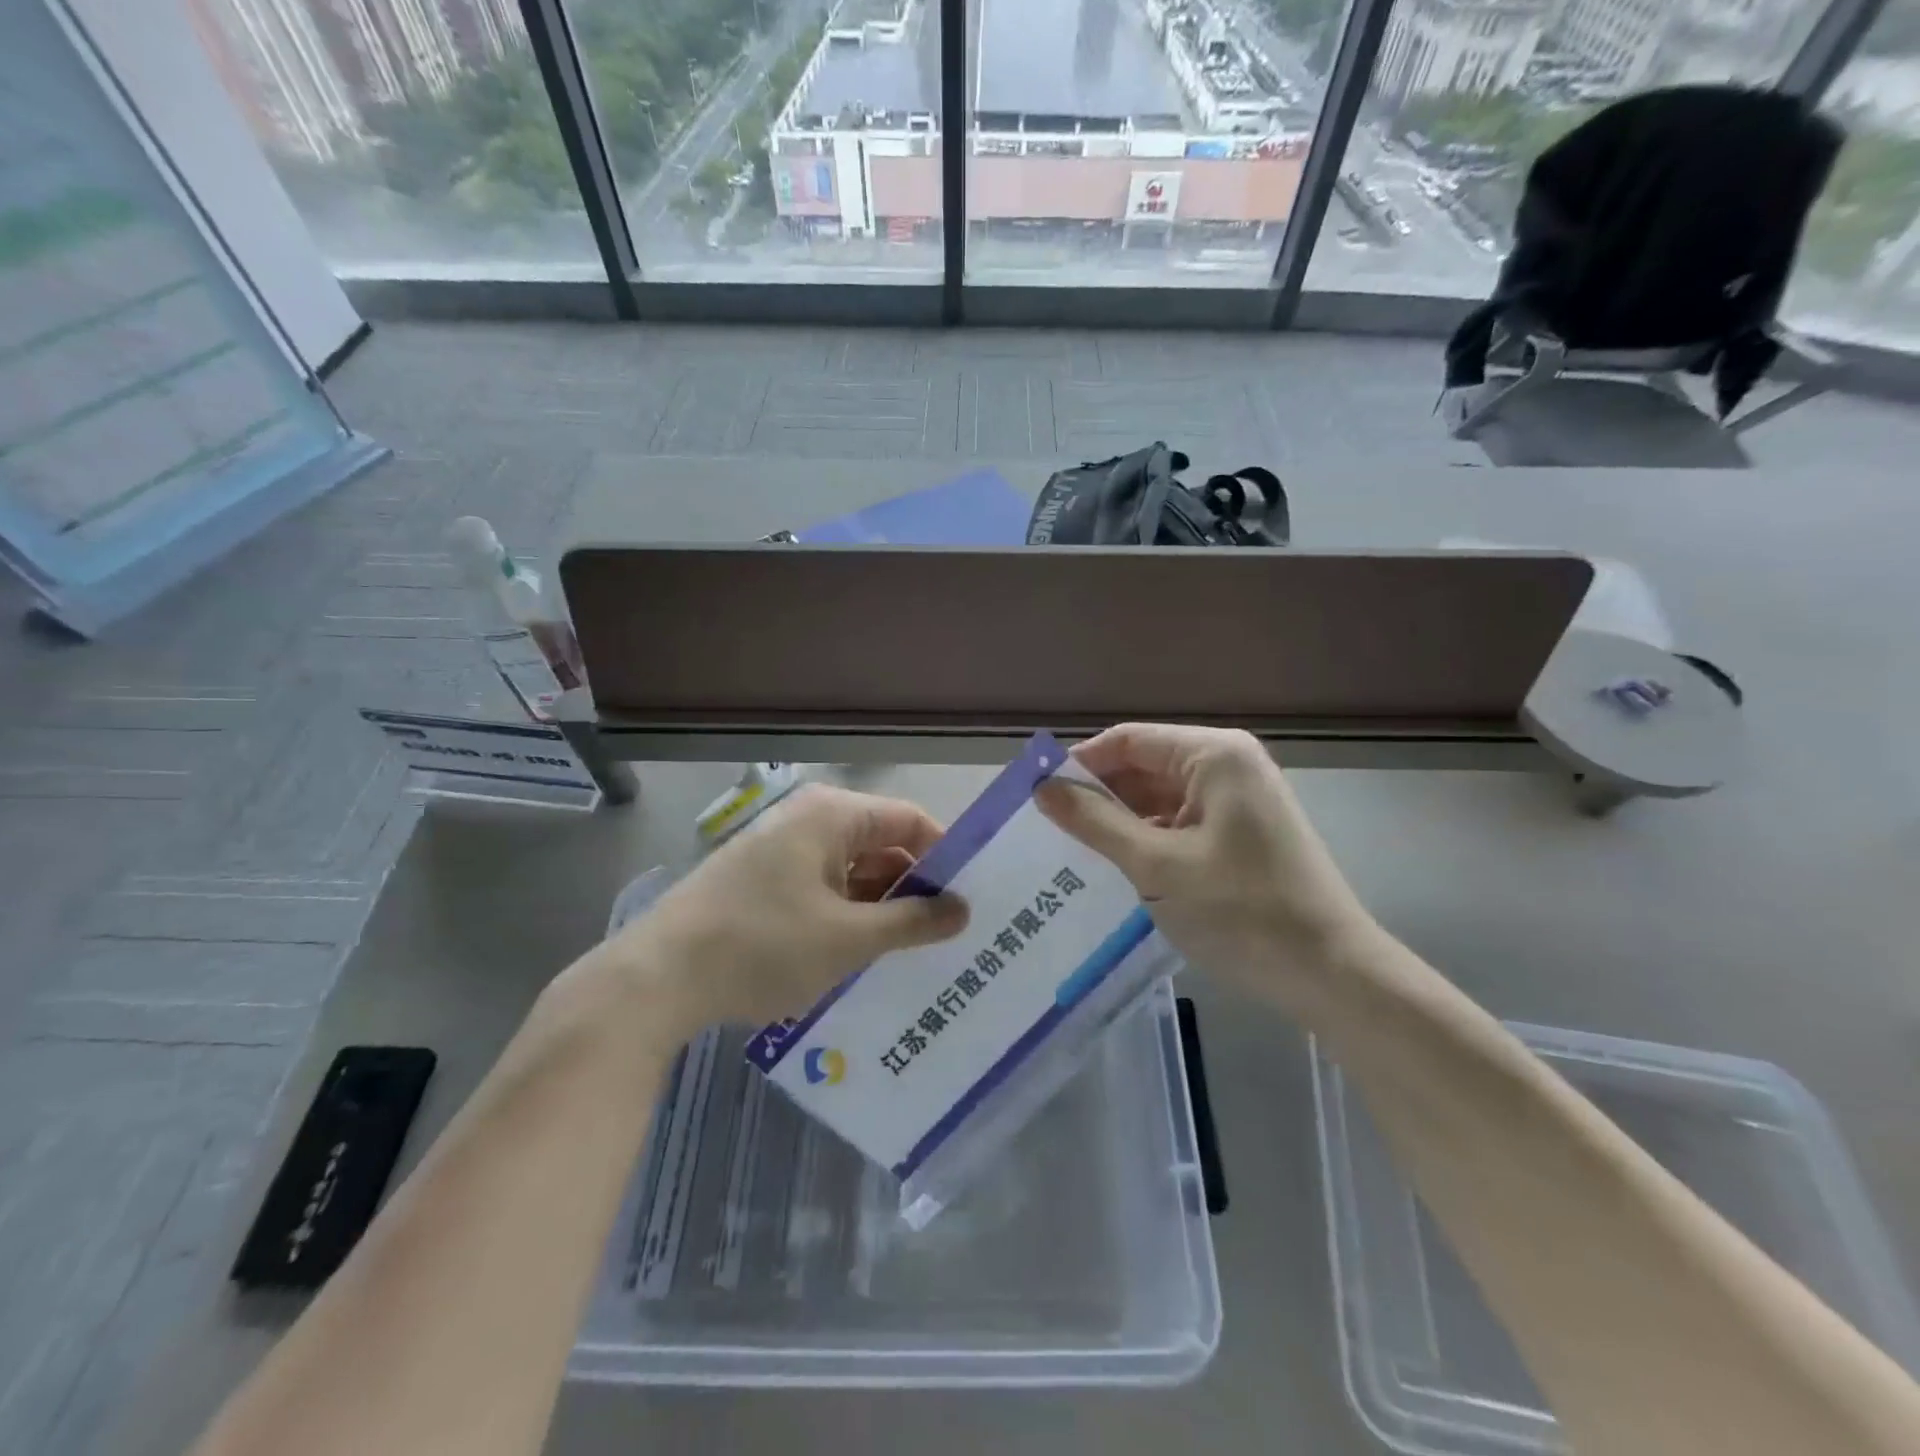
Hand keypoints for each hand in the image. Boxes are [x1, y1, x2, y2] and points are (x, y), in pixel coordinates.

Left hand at [592, 783, 967, 1034]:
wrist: (656, 978)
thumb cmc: (763, 945)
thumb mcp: (849, 939)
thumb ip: (913, 922)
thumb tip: (963, 910)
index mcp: (832, 816)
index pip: (909, 820)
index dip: (945, 856)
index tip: (971, 898)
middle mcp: (808, 820)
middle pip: (881, 844)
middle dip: (914, 887)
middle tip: (950, 933)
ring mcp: (781, 851)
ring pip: (851, 871)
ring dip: (881, 906)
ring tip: (913, 952)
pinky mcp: (762, 881)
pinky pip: (822, 888)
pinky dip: (847, 915)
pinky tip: (862, 954)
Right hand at [1037, 723, 1378, 1013]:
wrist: (1331, 974)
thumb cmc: (1243, 911)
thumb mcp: (1157, 866)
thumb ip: (1096, 822)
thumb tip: (1042, 788)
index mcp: (1214, 755)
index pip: (1127, 740)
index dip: (1078, 764)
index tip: (1035, 796)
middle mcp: (1227, 764)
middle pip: (1143, 765)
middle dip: (1097, 794)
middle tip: (1046, 829)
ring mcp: (1237, 800)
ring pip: (1159, 796)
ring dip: (1119, 820)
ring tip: (1070, 850)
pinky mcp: (1240, 832)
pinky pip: (1179, 821)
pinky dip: (1146, 839)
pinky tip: (1115, 866)